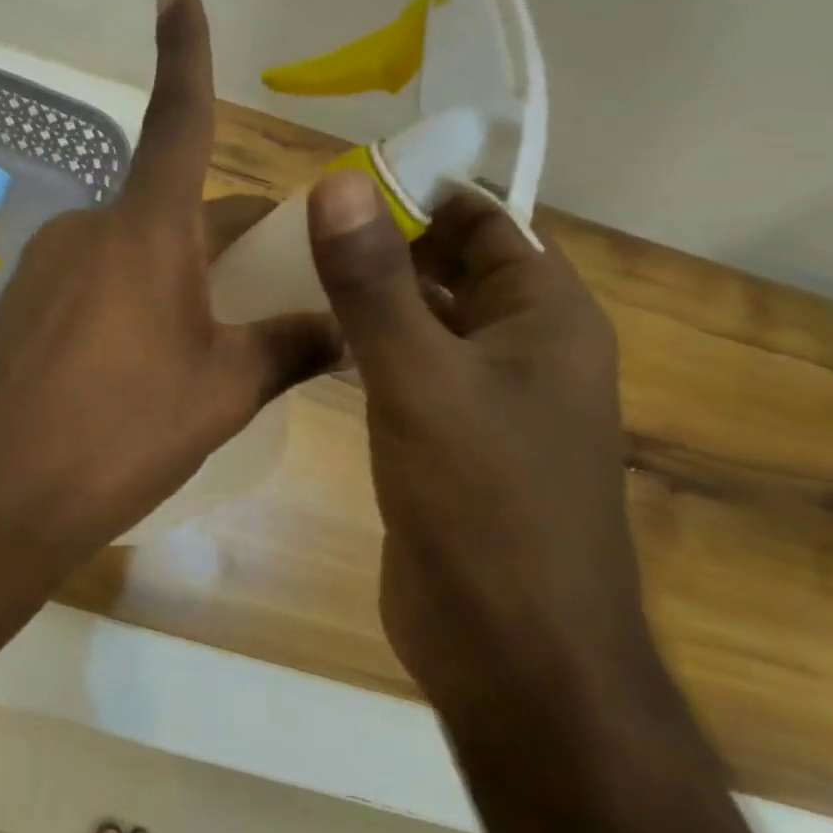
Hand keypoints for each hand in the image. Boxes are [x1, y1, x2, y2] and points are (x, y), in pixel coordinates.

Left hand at [0, 0, 340, 564]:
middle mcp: (88, 230)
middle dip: (224, 240)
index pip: (177, 122)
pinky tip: (138, 364)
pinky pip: (95, 282)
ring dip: (177, 276)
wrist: (4, 501)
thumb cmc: (123, 436)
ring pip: (134, 250)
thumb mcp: (224, 392)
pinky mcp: (21, 305)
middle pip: (174, 211)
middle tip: (271, 294)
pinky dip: (132, 300)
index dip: (183, 50)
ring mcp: (44, 266)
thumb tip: (348, 327)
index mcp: (144, 233)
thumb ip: (291, 347)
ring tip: (204, 347)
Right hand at [306, 172, 653, 702]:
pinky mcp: (448, 444)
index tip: (334, 181)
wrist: (512, 650)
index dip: (417, 192)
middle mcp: (524, 349)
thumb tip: (336, 183)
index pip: (482, 219)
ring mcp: (485, 401)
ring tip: (288, 274)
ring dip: (369, 299)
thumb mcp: (420, 379)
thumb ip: (373, 283)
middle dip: (382, 244)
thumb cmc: (483, 503)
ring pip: (424, 323)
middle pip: (450, 268)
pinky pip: (407, 374)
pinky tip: (310, 345)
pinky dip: (366, 351)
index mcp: (545, 317)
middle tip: (293, 229)